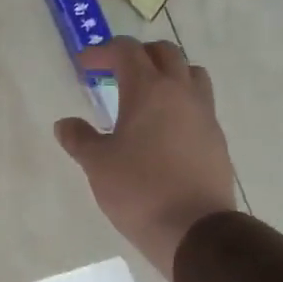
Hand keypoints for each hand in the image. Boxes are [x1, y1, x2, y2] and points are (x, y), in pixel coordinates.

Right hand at [53, 38, 238, 278]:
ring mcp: (205, 115)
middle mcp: (181, 93)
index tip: (85, 65)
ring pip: (191, 74)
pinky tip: (164, 130)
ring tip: (146, 96)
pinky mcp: (217, 140)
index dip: (103, 51)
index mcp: (149, 90)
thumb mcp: (97, 164)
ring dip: (167, 74)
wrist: (195, 231)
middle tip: (115, 73)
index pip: (127, 50)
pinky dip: (181, 103)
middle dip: (138, 55)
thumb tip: (65, 124)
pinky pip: (200, 105)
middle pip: (165, 53)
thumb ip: (79, 139)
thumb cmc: (139, 190)